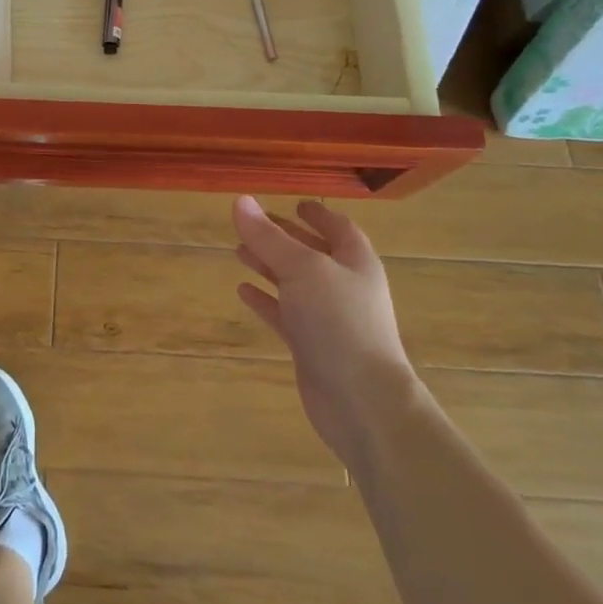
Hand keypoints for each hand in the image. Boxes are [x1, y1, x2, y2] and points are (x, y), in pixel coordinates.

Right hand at [233, 196, 420, 463]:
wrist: (363, 402)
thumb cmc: (339, 322)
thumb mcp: (301, 269)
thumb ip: (269, 236)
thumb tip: (239, 201)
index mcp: (355, 261)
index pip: (338, 227)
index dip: (317, 214)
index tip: (293, 203)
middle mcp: (345, 286)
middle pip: (313, 252)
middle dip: (284, 238)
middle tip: (251, 225)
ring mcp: (329, 318)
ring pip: (295, 283)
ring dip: (270, 266)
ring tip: (239, 250)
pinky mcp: (313, 346)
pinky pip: (286, 314)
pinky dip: (266, 300)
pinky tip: (243, 290)